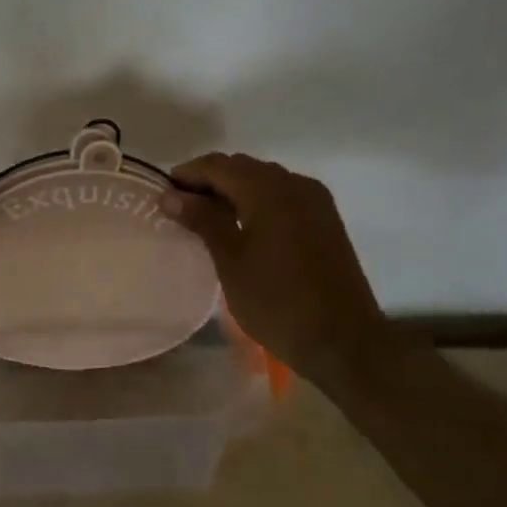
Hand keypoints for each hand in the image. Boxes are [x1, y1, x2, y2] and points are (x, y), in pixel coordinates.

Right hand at [162, 152, 389, 385]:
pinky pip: (283, 195)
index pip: (218, 165)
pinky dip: (258, 201)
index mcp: (268, 189)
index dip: (187, 174)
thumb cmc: (277, 301)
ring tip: (208, 217)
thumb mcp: (230, 260)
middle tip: (181, 207)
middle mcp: (294, 183)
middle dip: (210, 180)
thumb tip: (171, 195)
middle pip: (242, 167)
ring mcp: (315, 200)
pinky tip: (244, 225)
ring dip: (234, 190)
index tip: (162, 193)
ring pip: (264, 180)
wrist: (344, 341)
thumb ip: (202, 219)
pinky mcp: (326, 219)